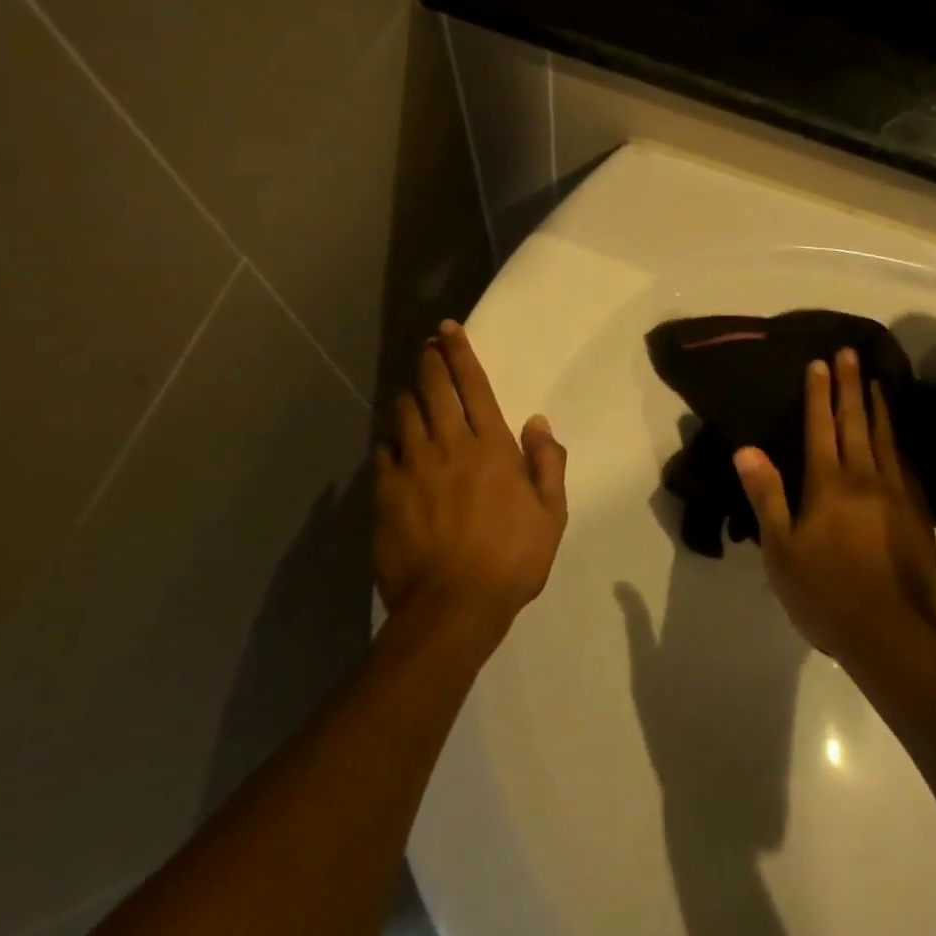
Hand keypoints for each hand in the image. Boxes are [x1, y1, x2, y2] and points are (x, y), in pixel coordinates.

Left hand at [375, 321, 567, 636]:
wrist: (453, 607)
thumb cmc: (512, 560)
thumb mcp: (551, 515)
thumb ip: (547, 464)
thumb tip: (538, 422)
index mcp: (492, 448)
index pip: (474, 386)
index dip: (460, 353)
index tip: (448, 329)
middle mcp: (449, 446)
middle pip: (433, 389)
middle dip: (429, 361)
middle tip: (427, 346)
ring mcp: (413, 468)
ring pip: (404, 414)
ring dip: (409, 395)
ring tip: (412, 389)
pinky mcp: (386, 494)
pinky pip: (384, 453)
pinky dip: (390, 439)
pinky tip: (394, 442)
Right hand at [733, 350, 935, 665]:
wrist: (889, 633)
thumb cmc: (824, 593)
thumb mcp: (780, 549)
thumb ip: (766, 495)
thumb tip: (747, 449)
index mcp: (829, 485)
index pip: (822, 428)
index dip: (820, 394)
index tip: (821, 362)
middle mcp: (866, 479)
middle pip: (857, 423)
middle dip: (851, 386)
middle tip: (852, 353)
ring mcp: (897, 495)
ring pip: (887, 439)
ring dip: (880, 407)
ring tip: (877, 381)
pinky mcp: (918, 515)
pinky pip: (908, 465)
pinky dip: (901, 442)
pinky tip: (901, 438)